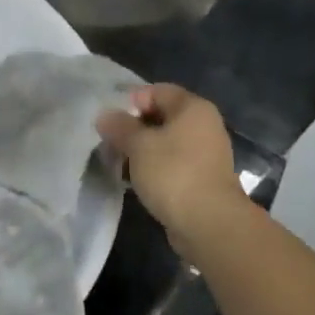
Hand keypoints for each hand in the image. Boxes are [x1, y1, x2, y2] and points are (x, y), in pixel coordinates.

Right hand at [97, 85, 248, 241]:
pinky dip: (154, 168)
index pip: (157, 91)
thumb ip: (119, 126)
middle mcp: (204, 125)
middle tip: (110, 143)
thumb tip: (105, 116)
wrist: (209, 224)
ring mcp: (206, 154)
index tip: (110, 122)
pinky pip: (173, 164)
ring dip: (142, 151)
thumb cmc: (173, 173)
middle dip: (133, 128)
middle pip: (161, 116)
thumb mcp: (138, 145)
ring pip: (166, 143)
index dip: (131, 102)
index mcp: (193, 108)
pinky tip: (136, 181)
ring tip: (119, 164)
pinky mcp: (203, 179)